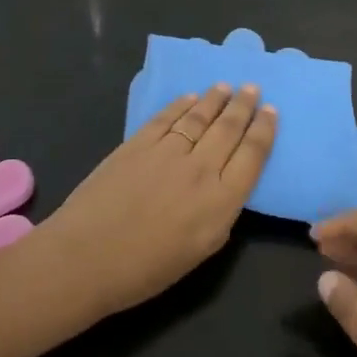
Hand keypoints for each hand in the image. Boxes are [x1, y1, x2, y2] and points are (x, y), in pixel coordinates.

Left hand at [39, 85, 275, 319]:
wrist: (85, 258)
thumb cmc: (145, 269)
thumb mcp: (201, 251)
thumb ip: (221, 214)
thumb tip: (226, 187)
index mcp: (221, 201)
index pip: (253, 155)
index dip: (264, 130)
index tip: (271, 111)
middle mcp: (200, 169)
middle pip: (229, 129)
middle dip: (244, 106)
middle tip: (253, 88)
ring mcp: (167, 151)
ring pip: (199, 116)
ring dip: (216, 99)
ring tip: (226, 86)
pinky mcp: (137, 143)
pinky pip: (167, 117)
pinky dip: (181, 105)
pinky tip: (190, 97)